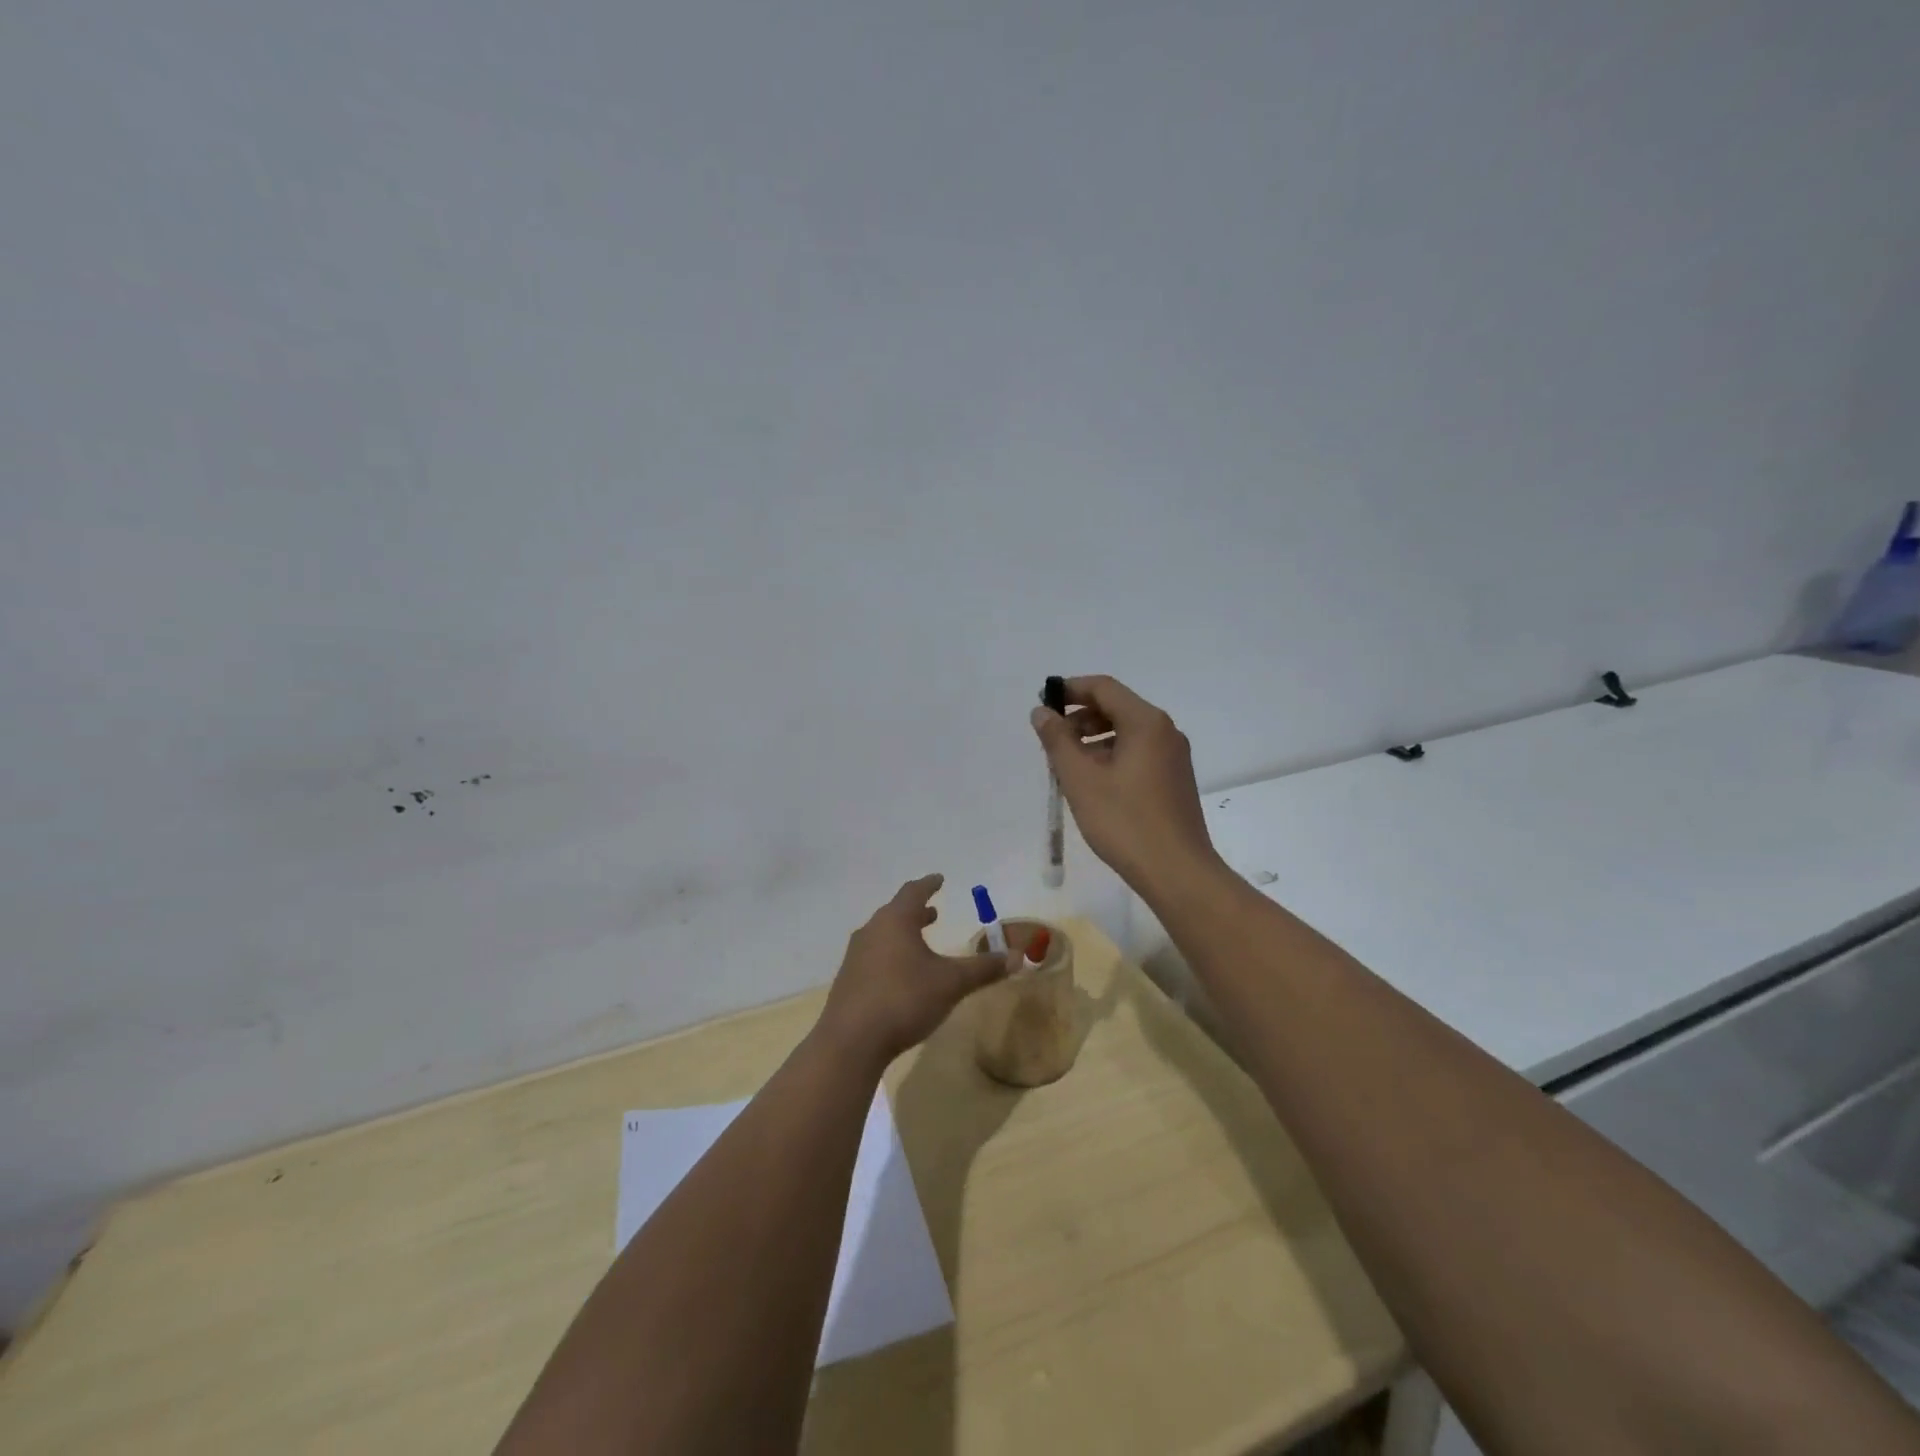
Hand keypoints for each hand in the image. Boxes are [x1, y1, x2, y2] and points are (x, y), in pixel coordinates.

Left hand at [816, 874, 1013, 1069]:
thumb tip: (1017, 957)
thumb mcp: (951, 983)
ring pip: (883, 935)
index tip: (939, 878)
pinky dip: (891, 954)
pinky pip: (874, 956)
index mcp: (895, 921)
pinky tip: (901, 974)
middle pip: (896, 912)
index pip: (913, 892)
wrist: (851, 1041)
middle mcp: (872, 931)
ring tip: (920, 941)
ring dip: (903, 934)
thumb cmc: (904, 999)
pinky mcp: (848, 980)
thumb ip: (983, 969)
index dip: (929, 884)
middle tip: (933, 913)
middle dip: (916, 911)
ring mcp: (856, 956)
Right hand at [1030, 675, 1222, 897]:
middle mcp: (1165, 731)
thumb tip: (1042, 712)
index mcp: (1146, 722)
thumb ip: (1057, 740)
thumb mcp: (1081, 779)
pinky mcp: (1174, 780)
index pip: (1103, 688)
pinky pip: (1138, 753)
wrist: (1177, 872)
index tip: (1043, 704)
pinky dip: (1112, 755)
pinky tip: (1094, 783)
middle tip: (1051, 741)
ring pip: (1127, 732)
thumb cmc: (1124, 821)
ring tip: (1068, 766)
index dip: (1070, 690)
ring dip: (1094, 738)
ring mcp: (1174, 757)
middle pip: (1117, 707)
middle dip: (1080, 717)